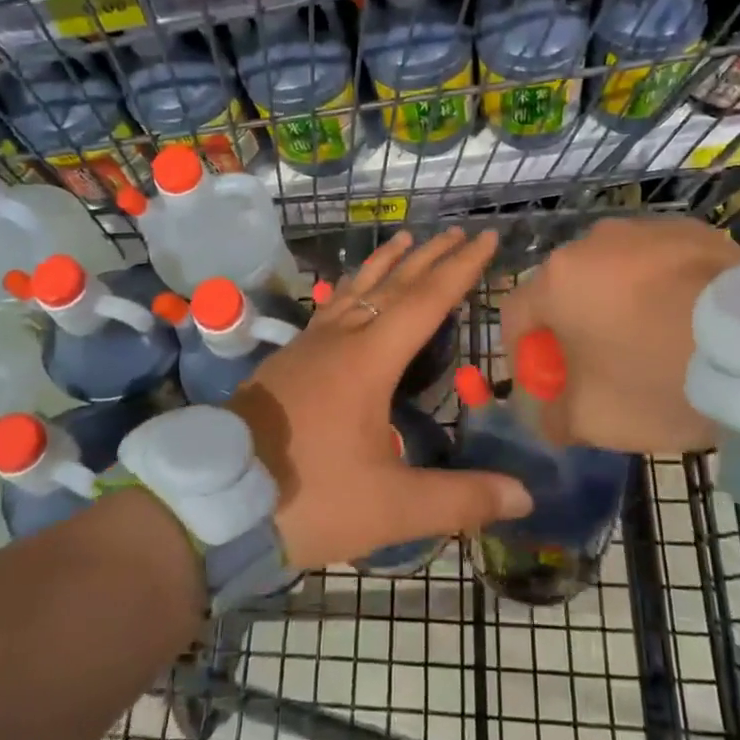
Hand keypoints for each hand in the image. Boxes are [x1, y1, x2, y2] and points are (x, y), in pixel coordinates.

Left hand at [233, 228, 532, 568]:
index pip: (426, 301)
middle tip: (458, 232)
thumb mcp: (391, 507)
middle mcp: (340, 339)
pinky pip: (331, 307)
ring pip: (356, 290)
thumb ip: (459, 499)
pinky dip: (353, 288)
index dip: (461, 269)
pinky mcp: (287, 360)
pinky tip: (349, 296)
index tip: (485, 238)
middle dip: (430, 256)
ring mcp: (309, 346)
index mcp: (370, 360)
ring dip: (387, 263)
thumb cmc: (308, 497)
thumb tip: (526, 496)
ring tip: (405, 238)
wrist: (213, 498)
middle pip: (393, 285)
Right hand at [500, 216, 739, 454]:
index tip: (547, 383)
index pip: (516, 314)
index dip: (523, 352)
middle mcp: (593, 241)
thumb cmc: (659, 378)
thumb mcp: (594, 419)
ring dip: (616, 302)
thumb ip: (552, 417)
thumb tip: (545, 415)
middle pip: (565, 289)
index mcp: (558, 279)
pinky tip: (686, 319)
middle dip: (572, 327)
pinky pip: (658, 262)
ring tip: (650, 339)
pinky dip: (659, 287)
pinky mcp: (691, 229)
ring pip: (612, 271)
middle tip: (599, 366)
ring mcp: (645, 229)